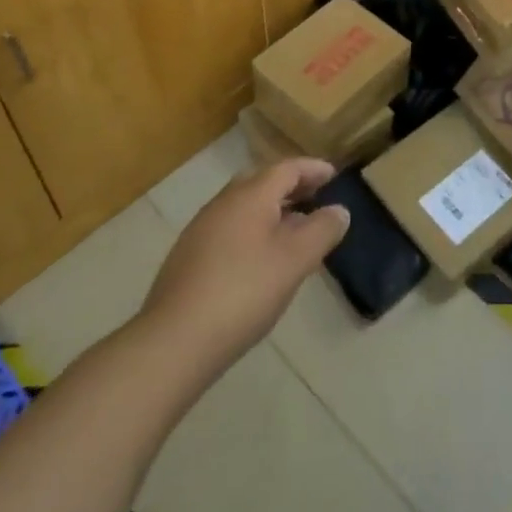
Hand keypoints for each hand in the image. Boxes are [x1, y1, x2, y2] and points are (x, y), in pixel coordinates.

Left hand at [137, 158, 349, 376]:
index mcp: (250, 195)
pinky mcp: (187, 258)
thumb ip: (322, 230)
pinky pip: (229, 229)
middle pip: (262, 182)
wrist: (172, 343)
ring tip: (293, 232)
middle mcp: (223, 203)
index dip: (313, 169)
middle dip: (291, 187)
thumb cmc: (243, 292)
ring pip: (243, 207)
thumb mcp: (295, 261)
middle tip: (315, 198)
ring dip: (271, 210)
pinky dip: (251, 231)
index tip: (334, 175)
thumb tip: (339, 210)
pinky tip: (259, 261)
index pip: (287, 168)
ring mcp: (200, 230)